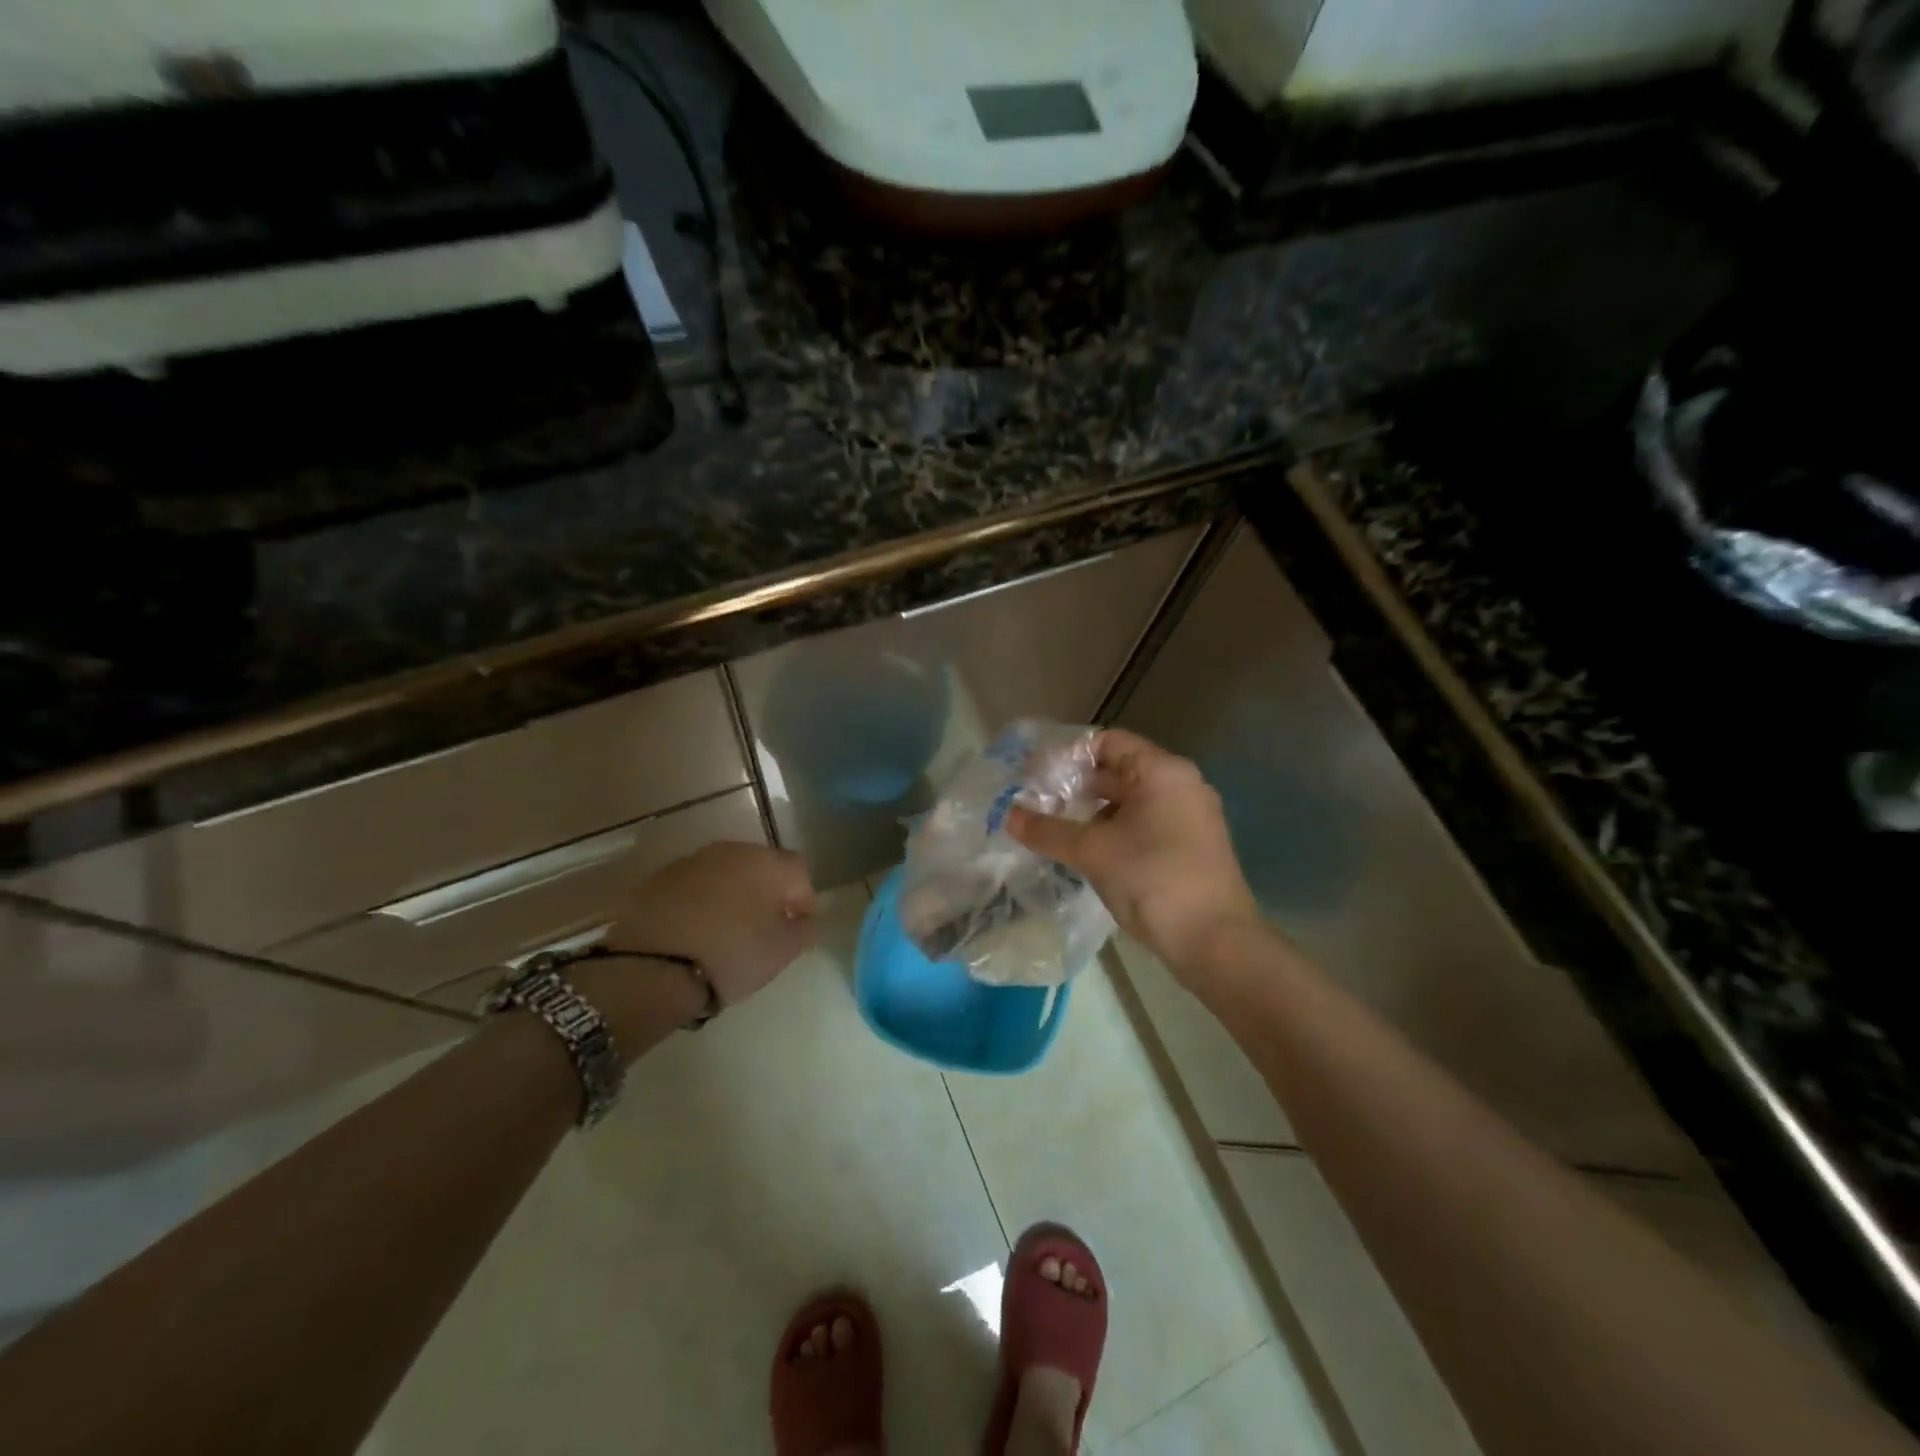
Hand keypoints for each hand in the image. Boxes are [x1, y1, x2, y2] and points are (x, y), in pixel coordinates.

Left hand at [602, 841, 817, 1014]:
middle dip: (768, 893)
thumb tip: (809, 919)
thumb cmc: (731, 953)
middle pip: (762, 867)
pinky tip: (697, 931)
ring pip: (726, 874)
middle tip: (765, 929)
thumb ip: (805, 930)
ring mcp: (692, 861)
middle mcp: (731, 850)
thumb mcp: (782, 951)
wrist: (649, 966)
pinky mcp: (659, 879)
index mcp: (767, 862)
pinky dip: (702, 903)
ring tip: (729, 931)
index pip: (800, 872)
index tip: (798, 929)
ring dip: (734, 896)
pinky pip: (694, 887)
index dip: (804, 900)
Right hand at [1007, 729, 1260, 979]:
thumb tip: (1008, 816)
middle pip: (1119, 770)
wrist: (1215, 942)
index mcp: (1162, 772)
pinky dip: (1113, 830)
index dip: (1068, 753)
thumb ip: (1048, 830)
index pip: (1108, 741)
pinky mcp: (1190, 847)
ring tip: (1054, 828)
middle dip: (1076, 785)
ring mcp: (1190, 817)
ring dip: (1092, 811)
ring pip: (1130, 801)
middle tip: (1036, 801)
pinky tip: (1086, 851)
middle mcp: (1181, 785)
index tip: (1035, 773)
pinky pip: (1144, 824)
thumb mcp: (1092, 851)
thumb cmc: (1152, 879)